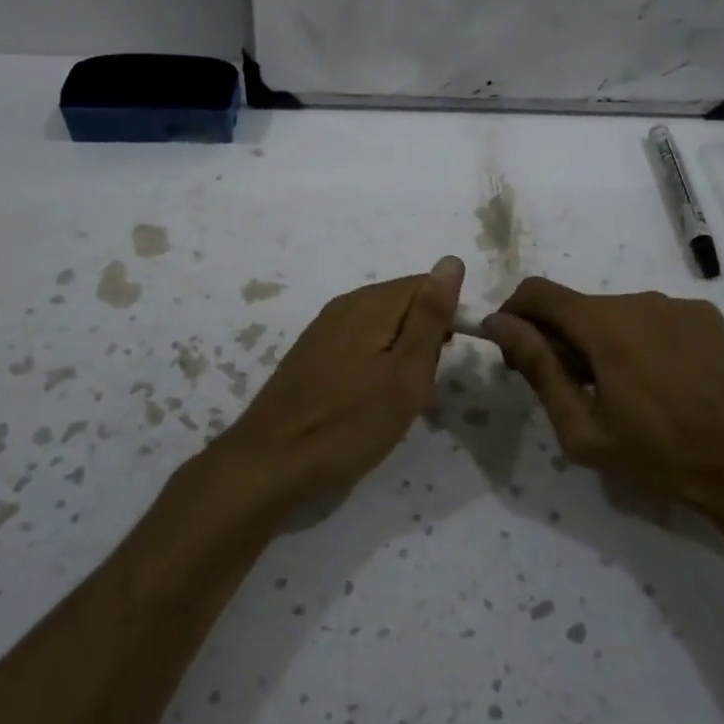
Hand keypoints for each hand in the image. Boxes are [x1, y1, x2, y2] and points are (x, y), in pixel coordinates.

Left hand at [212, 257, 464, 512]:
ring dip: (400, 356)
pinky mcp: (311, 354)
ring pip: (382, 327)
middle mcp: (345, 305)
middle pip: (404, 305)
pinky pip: (359, 345)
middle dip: (424, 340)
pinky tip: (369, 401)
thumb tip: (451, 261)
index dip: (447, 318)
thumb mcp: (406, 373)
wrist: (272, 463)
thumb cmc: (350, 423)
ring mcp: (323, 330)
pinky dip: (375, 366)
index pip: (427, 285)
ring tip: (398, 399)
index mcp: (370, 303)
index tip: (445, 359)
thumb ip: (431, 316)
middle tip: (421, 386)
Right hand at [480, 278, 723, 547]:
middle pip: (576, 306)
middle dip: (559, 338)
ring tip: (621, 390)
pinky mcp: (704, 315)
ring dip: (600, 340)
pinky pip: (652, 317)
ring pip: (614, 312)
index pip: (537, 292)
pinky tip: (659, 380)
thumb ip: (538, 367)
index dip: (514, 314)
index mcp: (604, 324)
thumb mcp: (582, 427)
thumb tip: (498, 323)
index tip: (515, 352)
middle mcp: (638, 300)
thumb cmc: (657, 453)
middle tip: (571, 388)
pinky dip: (638, 339)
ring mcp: (676, 304)